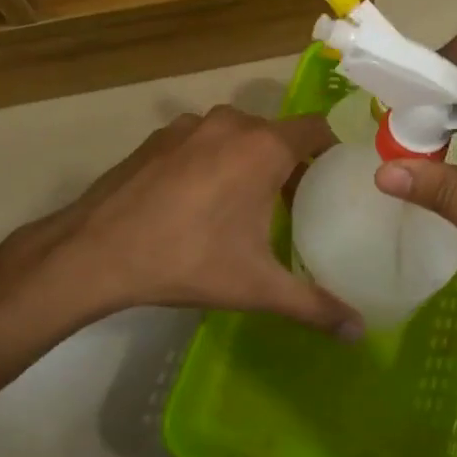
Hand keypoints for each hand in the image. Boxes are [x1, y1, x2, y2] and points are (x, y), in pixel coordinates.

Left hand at [0, 106, 364, 340]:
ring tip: (246, 203)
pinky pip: (203, 140)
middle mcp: (232, 122)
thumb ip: (314, 305)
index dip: (333, 150)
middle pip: (278, 134)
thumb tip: (361, 333)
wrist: (96, 251)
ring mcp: (191, 125)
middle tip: (296, 203)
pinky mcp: (160, 136)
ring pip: (237, 135)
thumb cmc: (187, 260)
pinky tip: (198, 199)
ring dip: (248, 160)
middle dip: (290, 163)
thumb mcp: (256, 287)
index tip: (339, 178)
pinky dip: (212, 159)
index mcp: (264, 147)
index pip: (318, 129)